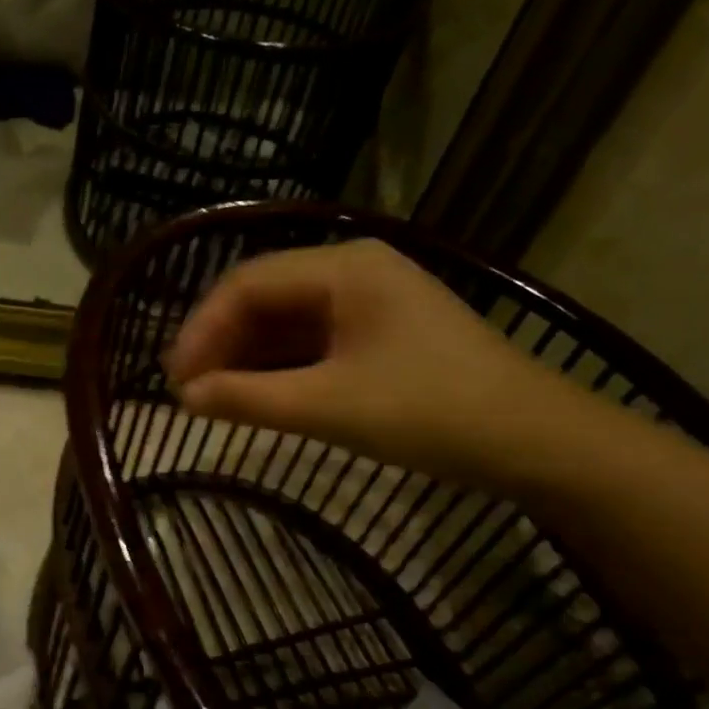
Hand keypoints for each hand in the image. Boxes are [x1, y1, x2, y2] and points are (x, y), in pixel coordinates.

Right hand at [163, 241, 596, 494]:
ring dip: (244, 357)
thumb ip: (248, 398)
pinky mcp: (377, 334)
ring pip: (284, 321)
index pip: (248, 284)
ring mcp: (368, 302)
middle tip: (187, 392)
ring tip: (212, 398)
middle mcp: (353, 271)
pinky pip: (309, 342)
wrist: (534, 441)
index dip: (202, 329)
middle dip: (220, 343)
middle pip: (263, 298)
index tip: (174, 379)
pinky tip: (254, 395)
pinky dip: (276, 368)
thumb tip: (184, 398)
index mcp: (345, 267)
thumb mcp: (329, 406)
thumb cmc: (430, 412)